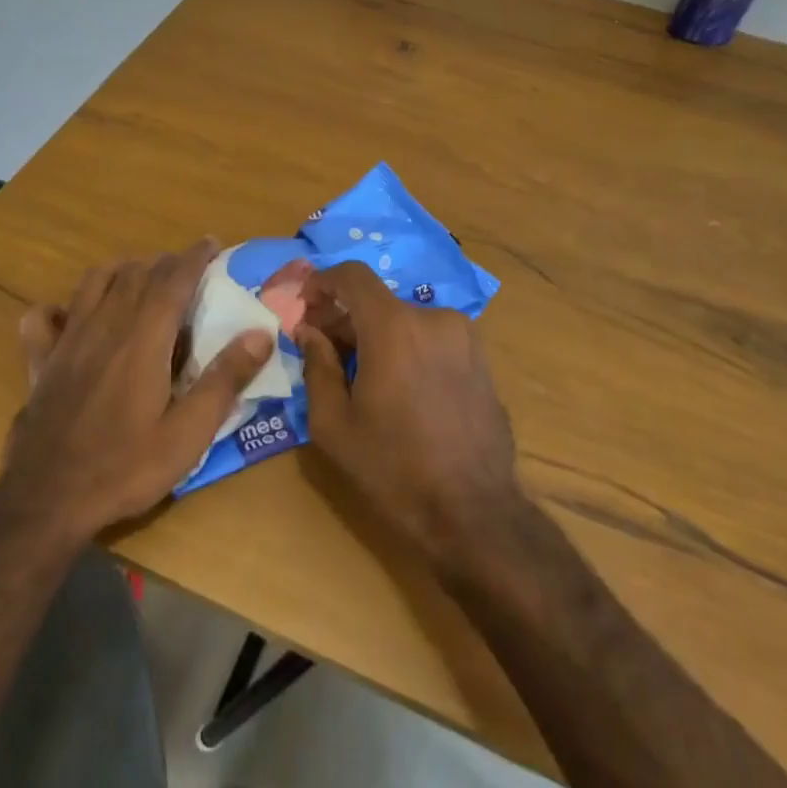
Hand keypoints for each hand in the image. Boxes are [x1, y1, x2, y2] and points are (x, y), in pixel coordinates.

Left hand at [0, 240, 273, 541]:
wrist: (47, 501)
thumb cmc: (125, 468)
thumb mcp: (188, 434)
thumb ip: (224, 380)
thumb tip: (261, 334)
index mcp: (143, 340)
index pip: (172, 281)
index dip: (193, 257)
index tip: (210, 243)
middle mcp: (104, 327)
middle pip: (136, 275)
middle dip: (164, 263)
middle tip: (186, 268)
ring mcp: (67, 341)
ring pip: (94, 283)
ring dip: (122, 271)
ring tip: (141, 279)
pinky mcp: (41, 362)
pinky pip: (43, 318)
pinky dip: (60, 307)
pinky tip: (71, 316)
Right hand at [295, 262, 525, 560]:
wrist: (474, 512)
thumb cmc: (393, 468)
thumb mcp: (334, 424)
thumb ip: (317, 366)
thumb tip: (310, 331)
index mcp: (394, 328)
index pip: (353, 276)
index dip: (323, 282)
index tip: (305, 305)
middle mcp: (433, 319)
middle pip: (378, 301)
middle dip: (345, 318)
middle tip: (324, 349)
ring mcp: (464, 336)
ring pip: (405, 320)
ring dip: (377, 335)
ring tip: (361, 375)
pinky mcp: (481, 358)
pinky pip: (431, 338)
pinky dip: (407, 347)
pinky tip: (399, 387)